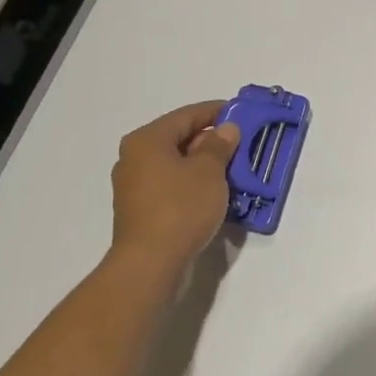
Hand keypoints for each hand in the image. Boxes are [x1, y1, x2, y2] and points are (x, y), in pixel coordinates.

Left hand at [110, 101, 241, 272]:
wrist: (149, 264)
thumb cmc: (180, 208)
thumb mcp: (209, 172)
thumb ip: (219, 145)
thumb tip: (225, 129)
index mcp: (147, 140)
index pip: (187, 115)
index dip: (216, 111)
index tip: (241, 113)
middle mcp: (134, 157)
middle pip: (179, 138)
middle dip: (211, 141)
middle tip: (241, 145)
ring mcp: (134, 186)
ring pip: (175, 164)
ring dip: (203, 165)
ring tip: (232, 170)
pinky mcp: (140, 209)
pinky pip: (170, 185)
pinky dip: (191, 184)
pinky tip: (213, 193)